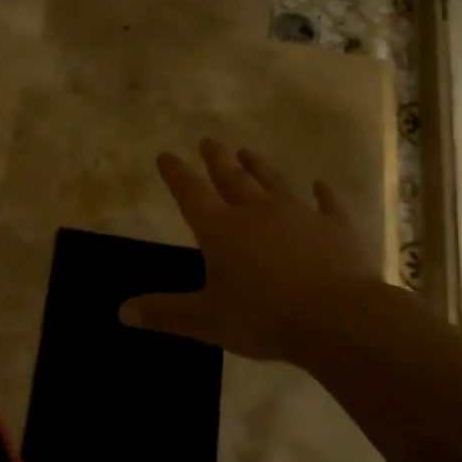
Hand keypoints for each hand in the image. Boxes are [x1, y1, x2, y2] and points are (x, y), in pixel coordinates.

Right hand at [120, 140, 396, 364]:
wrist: (338, 318)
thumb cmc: (264, 318)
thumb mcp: (207, 320)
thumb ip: (165, 313)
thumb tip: (123, 311)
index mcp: (220, 229)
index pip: (190, 193)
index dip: (176, 173)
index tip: (166, 155)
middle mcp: (256, 212)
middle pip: (231, 178)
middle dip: (217, 159)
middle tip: (208, 140)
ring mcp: (298, 215)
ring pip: (274, 182)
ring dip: (259, 166)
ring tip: (248, 152)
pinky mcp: (335, 227)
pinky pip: (327, 204)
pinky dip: (323, 193)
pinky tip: (321, 185)